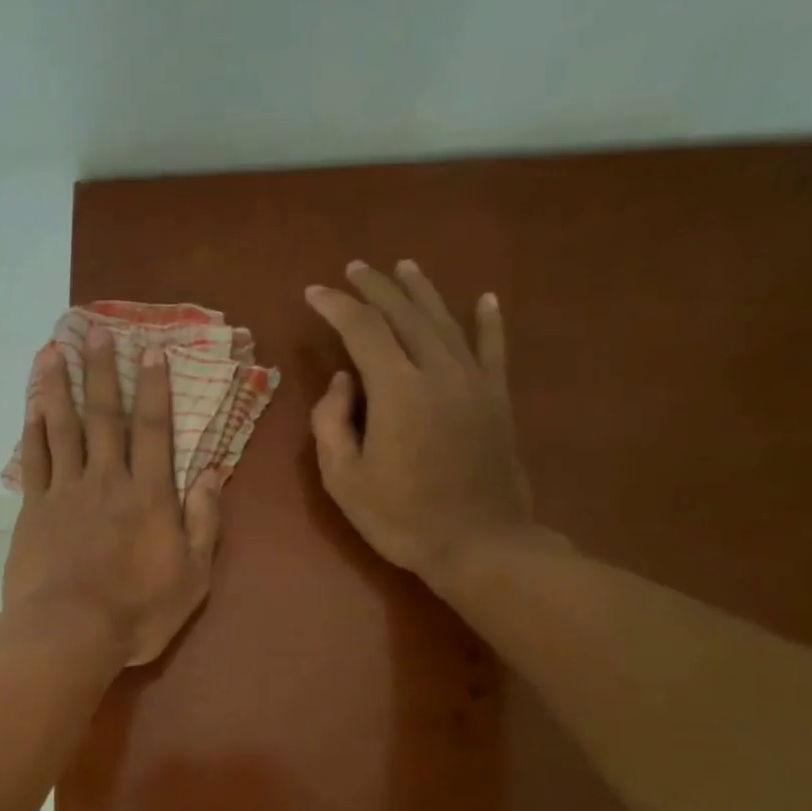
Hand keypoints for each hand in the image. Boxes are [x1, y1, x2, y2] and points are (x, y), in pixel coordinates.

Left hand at [5, 329, 222, 665]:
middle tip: (96, 331)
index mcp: (150, 495)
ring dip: (60, 387)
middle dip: (104, 372)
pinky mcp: (34, 509)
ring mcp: (66, 492)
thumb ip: (205, 522)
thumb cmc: (138, 611)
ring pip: (64, 428)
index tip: (150, 350)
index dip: (154, 388)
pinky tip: (32, 407)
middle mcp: (108, 480)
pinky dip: (33, 431)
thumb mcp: (193, 575)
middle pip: (106, 417)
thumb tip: (213, 475)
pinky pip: (34, 461)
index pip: (154, 429)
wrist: (70, 632)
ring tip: (54, 350)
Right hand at [307, 260, 536, 590]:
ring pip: (446, 320)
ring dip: (421, 291)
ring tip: (404, 267)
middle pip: (405, 314)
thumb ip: (331, 423)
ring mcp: (474, 381)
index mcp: (397, 390)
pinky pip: (493, 347)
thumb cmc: (401, 518)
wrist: (480, 543)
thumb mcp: (343, 479)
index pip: (362, 329)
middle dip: (375, 287)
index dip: (335, 306)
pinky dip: (488, 320)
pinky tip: (485, 298)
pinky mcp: (497, 398)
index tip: (314, 293)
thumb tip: (343, 381)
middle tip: (354, 269)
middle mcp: (438, 371)